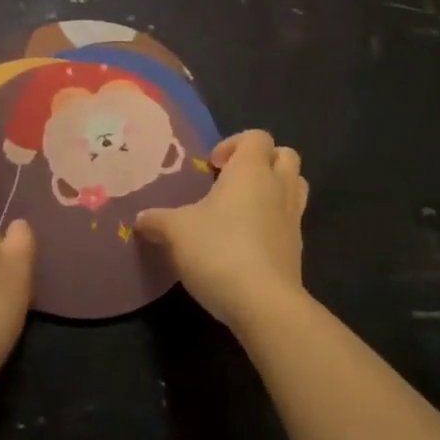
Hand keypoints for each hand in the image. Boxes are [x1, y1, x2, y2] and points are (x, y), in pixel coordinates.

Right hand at [136, 131, 308, 333]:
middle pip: (285, 155)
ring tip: (243, 207)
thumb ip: (157, 221)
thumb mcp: (175, 232)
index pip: (257, 137)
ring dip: (274, 187)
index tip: (212, 166)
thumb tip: (141, 219)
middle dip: (261, 161)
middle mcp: (278, 187)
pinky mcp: (297, 248)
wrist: (264, 303)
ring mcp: (293, 218)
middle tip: (231, 180)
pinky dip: (274, 220)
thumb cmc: (218, 251)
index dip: (234, 144)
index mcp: (251, 171)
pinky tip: (247, 241)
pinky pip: (290, 219)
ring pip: (295, 185)